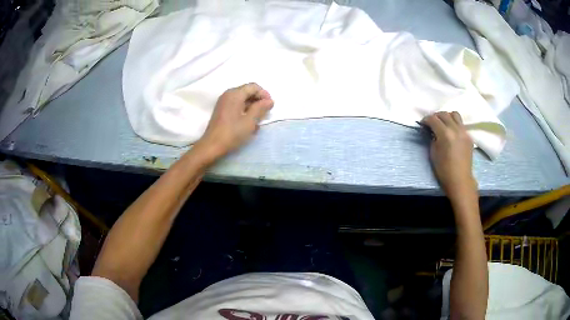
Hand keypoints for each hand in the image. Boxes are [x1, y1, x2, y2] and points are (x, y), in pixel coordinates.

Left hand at [195, 83, 273, 159]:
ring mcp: (224, 102)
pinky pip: (236, 105)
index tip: (269, 106)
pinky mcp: (222, 110)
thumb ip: (261, 108)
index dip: (264, 94)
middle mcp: (228, 94)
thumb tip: (270, 101)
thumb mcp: (250, 121)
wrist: (211, 146)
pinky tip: (248, 123)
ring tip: (258, 120)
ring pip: (242, 99)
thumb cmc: (232, 133)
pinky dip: (244, 110)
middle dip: (258, 101)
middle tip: (265, 114)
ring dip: (252, 107)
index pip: (253, 87)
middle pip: (247, 91)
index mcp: (235, 94)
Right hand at [422, 112, 476, 199]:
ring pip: (454, 114)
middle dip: (435, 116)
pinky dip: (454, 124)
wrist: (460, 180)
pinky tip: (451, 132)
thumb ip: (433, 138)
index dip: (426, 120)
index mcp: (445, 134)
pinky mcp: (469, 136)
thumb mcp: (433, 153)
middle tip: (431, 123)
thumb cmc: (444, 170)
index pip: (433, 119)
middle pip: (444, 114)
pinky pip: (461, 124)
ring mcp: (464, 131)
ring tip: (443, 124)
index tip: (422, 123)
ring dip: (447, 116)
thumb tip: (432, 131)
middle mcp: (455, 129)